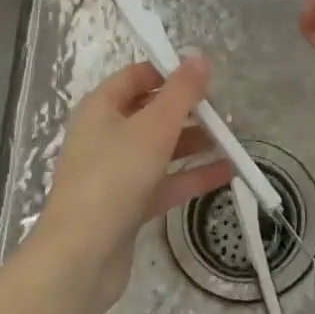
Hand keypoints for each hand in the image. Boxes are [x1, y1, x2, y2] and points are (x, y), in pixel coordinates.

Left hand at [31, 57, 229, 310]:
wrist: (82, 256)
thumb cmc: (114, 177)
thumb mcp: (154, 127)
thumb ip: (181, 92)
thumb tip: (199, 57)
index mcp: (101, 108)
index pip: (137, 77)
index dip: (170, 73)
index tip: (206, 79)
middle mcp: (104, 135)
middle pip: (151, 112)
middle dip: (188, 111)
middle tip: (225, 114)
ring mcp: (115, 172)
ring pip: (160, 149)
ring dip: (194, 144)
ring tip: (232, 142)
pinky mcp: (126, 205)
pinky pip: (163, 182)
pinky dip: (191, 176)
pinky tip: (226, 173)